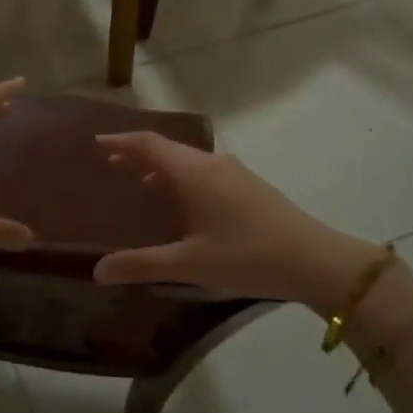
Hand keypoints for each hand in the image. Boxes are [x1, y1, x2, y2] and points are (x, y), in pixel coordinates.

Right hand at [91, 132, 385, 316]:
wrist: (315, 259)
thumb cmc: (247, 256)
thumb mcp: (189, 264)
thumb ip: (141, 265)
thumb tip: (97, 271)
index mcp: (193, 173)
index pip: (148, 144)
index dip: (121, 141)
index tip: (97, 142)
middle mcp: (212, 163)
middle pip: (168, 148)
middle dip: (138, 153)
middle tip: (111, 163)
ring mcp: (235, 172)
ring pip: (189, 160)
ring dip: (162, 166)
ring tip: (141, 182)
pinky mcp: (250, 185)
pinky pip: (205, 170)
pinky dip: (182, 176)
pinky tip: (184, 202)